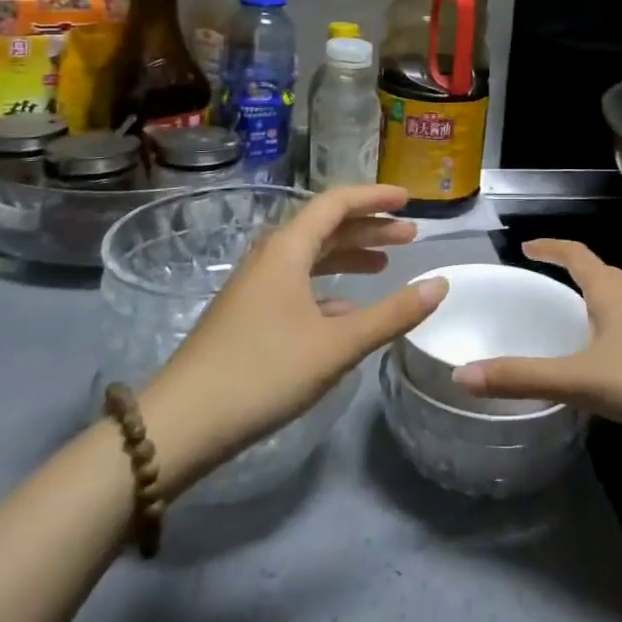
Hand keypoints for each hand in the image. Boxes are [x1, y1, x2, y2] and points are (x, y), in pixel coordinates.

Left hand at [141, 185, 445, 482]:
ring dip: (349, 255)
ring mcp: (255, 286)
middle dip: (369, 228)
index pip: (336, 203)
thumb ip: (392, 314)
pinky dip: (329, 287)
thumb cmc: (263, 372)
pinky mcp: (248, 315)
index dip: (375, 197)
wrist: (180, 424)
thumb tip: (440, 284)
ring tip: (386, 264)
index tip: (409, 201)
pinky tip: (348, 310)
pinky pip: (298, 284)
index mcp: (287, 249)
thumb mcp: (337, 345)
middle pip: (326, 227)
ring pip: (311, 256)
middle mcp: (270, 257)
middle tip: (409, 236)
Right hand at [451, 239, 621, 450]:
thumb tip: (463, 375)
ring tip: (563, 315)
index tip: (527, 246)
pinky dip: (601, 331)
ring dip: (588, 300)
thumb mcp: (579, 378)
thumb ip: (523, 377)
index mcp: (609, 293)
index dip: (552, 247)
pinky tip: (594, 360)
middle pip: (597, 273)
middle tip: (541, 276)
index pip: (576, 255)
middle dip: (570, 269)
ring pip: (612, 302)